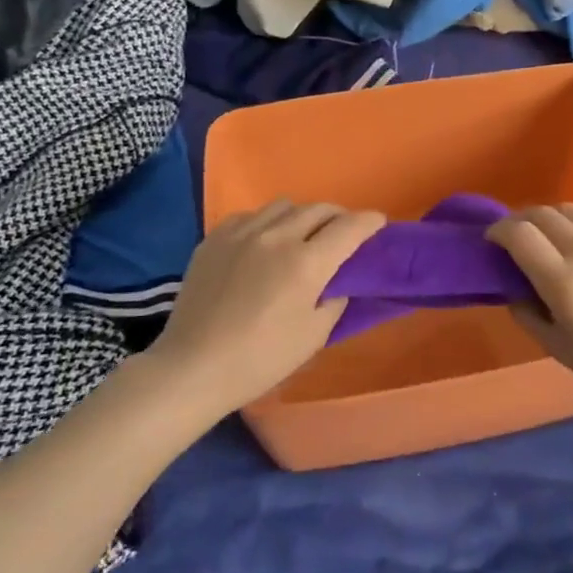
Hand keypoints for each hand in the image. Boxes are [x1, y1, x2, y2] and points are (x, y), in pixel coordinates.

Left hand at [149, 199, 385, 418]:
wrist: (193, 367)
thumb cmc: (260, 360)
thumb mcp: (313, 337)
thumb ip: (335, 299)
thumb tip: (339, 278)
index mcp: (306, 263)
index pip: (350, 227)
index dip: (370, 222)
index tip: (379, 223)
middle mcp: (277, 236)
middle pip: (319, 209)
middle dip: (339, 217)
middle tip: (342, 234)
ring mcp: (242, 232)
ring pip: (284, 205)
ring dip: (303, 216)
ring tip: (302, 235)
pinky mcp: (215, 237)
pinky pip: (251, 215)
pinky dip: (268, 222)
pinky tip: (264, 242)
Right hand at [488, 204, 572, 410]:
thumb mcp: (558, 348)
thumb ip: (526, 312)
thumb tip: (512, 285)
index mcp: (566, 283)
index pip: (520, 234)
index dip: (498, 231)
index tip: (492, 241)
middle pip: (542, 213)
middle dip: (520, 220)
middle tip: (514, 237)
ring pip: (571, 211)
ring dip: (550, 220)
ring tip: (549, 240)